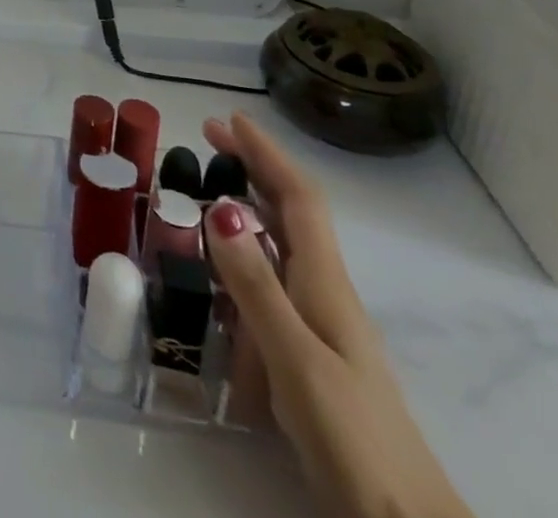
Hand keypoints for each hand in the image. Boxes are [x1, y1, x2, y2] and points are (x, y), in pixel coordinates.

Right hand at [202, 114, 471, 517]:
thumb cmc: (352, 437)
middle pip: (290, 213)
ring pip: (281, 248)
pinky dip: (244, 262)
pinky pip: (272, 287)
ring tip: (204, 197)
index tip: (230, 119)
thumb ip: (255, 285)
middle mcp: (324, 292)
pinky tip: (222, 279)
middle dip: (253, 169)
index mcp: (325, 283)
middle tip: (208, 141)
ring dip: (247, 211)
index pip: (297, 199)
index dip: (267, 153)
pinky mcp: (311, 353)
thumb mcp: (295, 358)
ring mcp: (321, 325)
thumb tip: (221, 207)